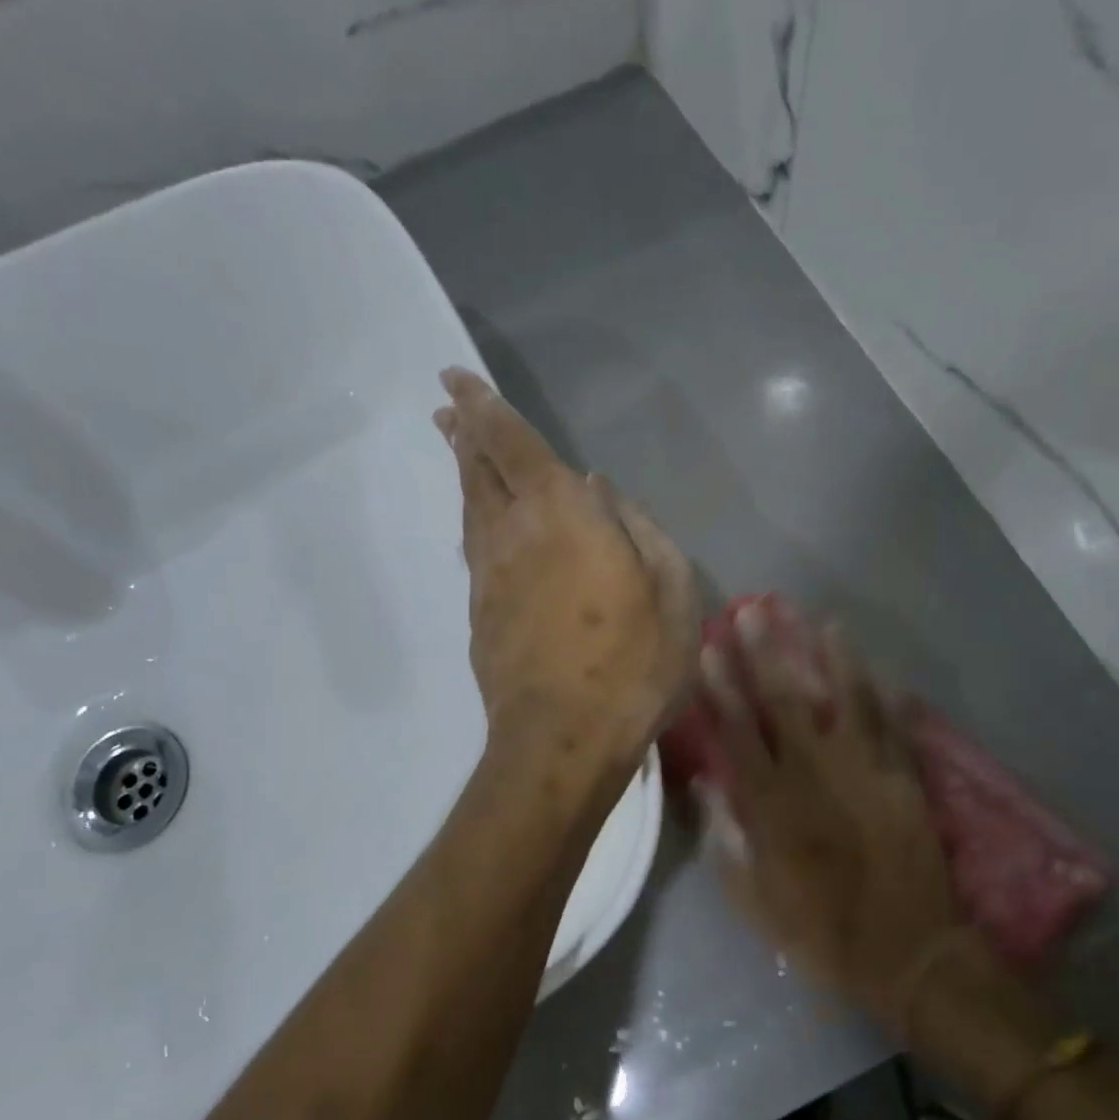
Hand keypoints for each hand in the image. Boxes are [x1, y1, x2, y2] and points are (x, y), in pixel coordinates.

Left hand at [434, 367, 697, 765]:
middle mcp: (513, 533)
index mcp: (562, 514)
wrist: (561, 740)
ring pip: (471, 509)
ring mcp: (489, 577)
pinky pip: (474, 549)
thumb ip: (639, 530)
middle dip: (464, 433)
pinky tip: (480, 522)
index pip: (511, 443)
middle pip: (479, 471)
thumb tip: (602, 491)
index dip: (483, 407)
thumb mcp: (671, 592)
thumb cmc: (631, 664)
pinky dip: (474, 520)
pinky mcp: (480, 614)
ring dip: (464, 473)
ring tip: (458, 448)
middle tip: (447, 406)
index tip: (454, 379)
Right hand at [700, 606, 1053, 1096]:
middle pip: (785, 703)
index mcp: (773, 806)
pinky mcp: (905, 780)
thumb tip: (705, 782)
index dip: (719, 689)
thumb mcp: (753, 897)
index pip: (738, 733)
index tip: (707, 650)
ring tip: (819, 620)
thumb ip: (725, 836)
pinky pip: (893, 726)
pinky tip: (877, 664)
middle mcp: (816, 776)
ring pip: (845, 701)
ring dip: (830, 658)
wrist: (907, 954)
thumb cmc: (819, 930)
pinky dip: (884, 693)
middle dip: (765, 654)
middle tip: (752, 610)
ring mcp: (866, 773)